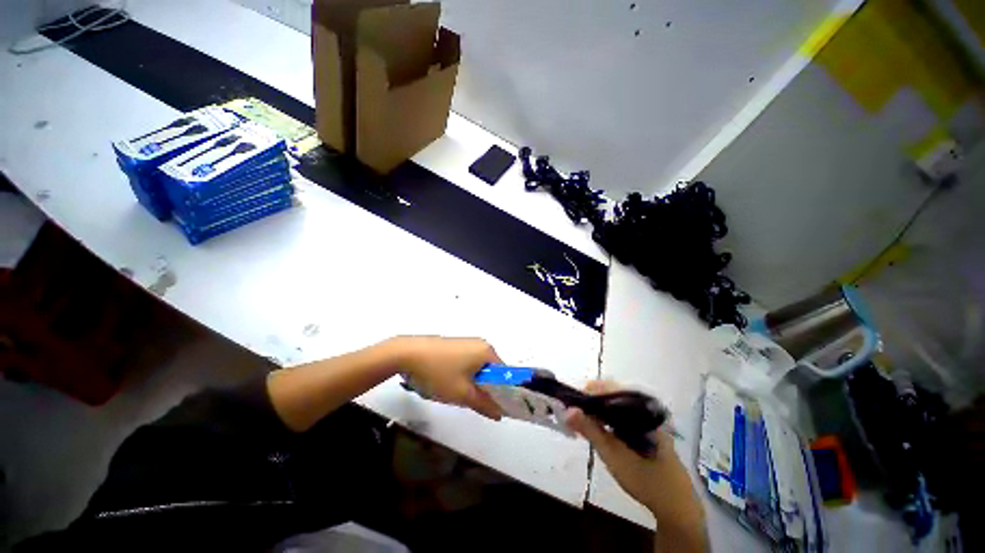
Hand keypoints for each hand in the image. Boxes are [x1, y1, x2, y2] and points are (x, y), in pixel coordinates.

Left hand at [389, 336, 503, 419]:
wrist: (407, 353)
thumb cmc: (438, 373)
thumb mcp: (462, 394)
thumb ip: (484, 405)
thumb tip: (500, 413)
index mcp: (487, 352)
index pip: (505, 375)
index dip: (502, 393)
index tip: (492, 407)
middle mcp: (480, 344)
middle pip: (490, 372)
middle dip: (482, 388)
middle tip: (468, 400)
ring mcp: (466, 343)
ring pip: (476, 369)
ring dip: (470, 383)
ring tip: (453, 391)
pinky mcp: (454, 345)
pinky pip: (466, 363)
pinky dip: (461, 375)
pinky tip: (445, 381)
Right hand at [566, 381, 704, 535]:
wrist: (676, 505)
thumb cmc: (645, 480)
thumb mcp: (613, 455)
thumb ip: (589, 430)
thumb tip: (567, 410)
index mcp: (640, 408)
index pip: (607, 388)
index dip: (587, 393)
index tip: (570, 404)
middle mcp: (644, 407)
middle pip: (609, 393)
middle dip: (589, 401)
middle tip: (573, 415)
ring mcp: (646, 416)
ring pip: (614, 403)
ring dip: (596, 409)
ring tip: (582, 422)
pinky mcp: (645, 426)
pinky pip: (620, 412)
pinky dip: (605, 417)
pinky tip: (598, 428)